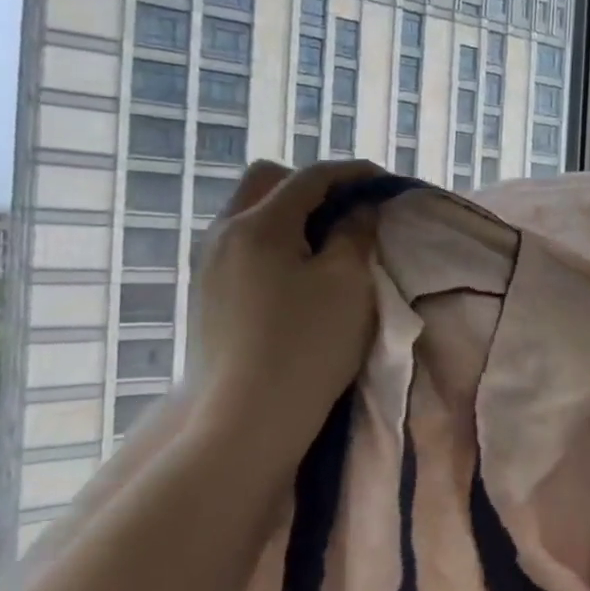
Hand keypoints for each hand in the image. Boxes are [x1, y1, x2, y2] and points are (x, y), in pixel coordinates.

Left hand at [191, 159, 381, 456]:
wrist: (248, 418)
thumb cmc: (308, 346)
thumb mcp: (348, 284)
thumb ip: (355, 235)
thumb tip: (358, 210)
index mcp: (259, 224)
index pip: (310, 177)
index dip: (352, 173)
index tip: (385, 181)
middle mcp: (222, 232)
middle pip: (267, 181)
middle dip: (310, 184)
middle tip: (348, 209)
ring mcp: (207, 263)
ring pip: (248, 212)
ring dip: (289, 212)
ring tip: (325, 240)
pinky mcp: (204, 292)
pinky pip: (239, 243)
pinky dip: (272, 239)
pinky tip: (294, 270)